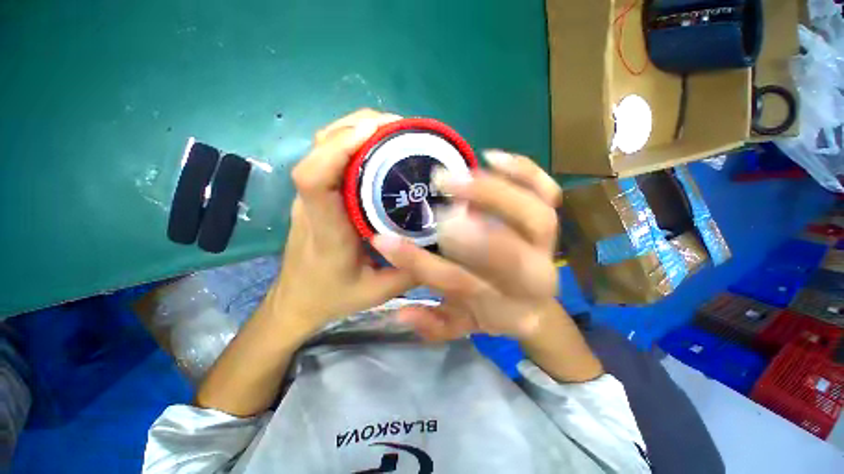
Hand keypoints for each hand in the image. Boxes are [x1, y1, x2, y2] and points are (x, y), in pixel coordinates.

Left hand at [267, 109, 414, 335]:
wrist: (296, 300)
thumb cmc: (331, 297)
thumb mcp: (377, 292)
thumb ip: (412, 269)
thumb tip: (449, 237)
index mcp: (326, 228)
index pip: (313, 177)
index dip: (339, 146)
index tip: (375, 132)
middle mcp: (312, 203)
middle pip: (320, 145)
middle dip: (360, 126)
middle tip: (402, 127)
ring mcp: (309, 193)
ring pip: (322, 143)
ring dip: (356, 127)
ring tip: (395, 130)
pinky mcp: (313, 191)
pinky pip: (328, 152)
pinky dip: (353, 138)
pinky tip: (379, 144)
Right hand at [371, 150, 562, 341]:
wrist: (533, 304)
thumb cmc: (491, 311)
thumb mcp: (459, 326)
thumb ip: (431, 324)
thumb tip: (400, 313)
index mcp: (508, 308)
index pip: (462, 286)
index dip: (421, 266)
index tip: (385, 241)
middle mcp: (534, 277)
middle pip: (515, 257)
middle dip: (474, 233)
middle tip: (433, 208)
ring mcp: (547, 246)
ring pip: (537, 217)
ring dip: (496, 193)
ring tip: (456, 174)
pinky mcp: (551, 219)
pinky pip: (548, 191)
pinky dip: (526, 171)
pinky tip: (492, 157)